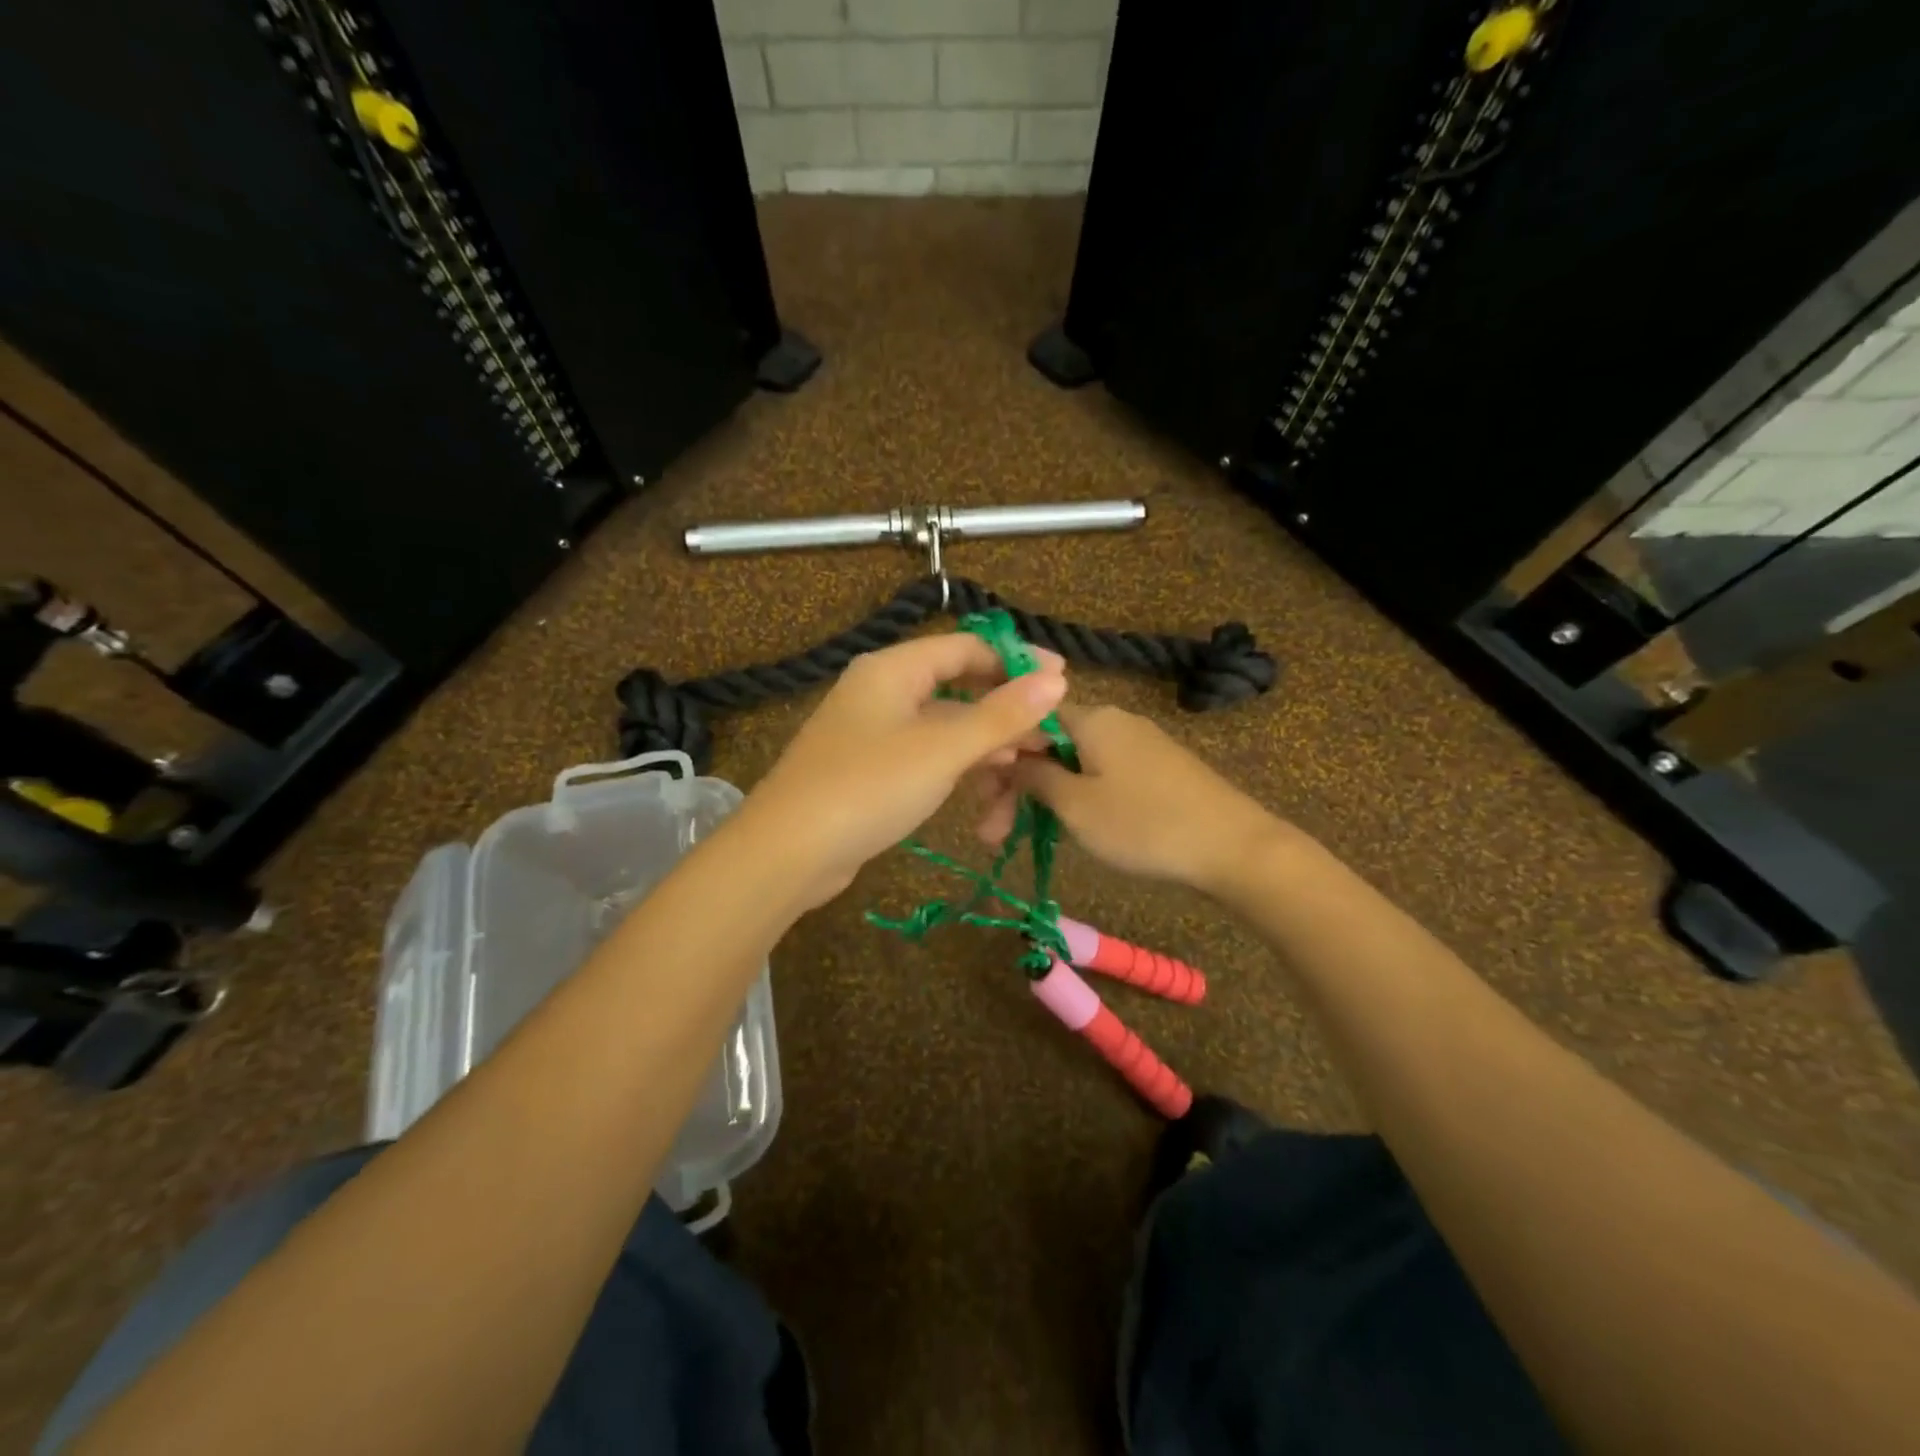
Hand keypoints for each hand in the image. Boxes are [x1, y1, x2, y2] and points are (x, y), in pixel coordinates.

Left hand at [741, 632, 1067, 906]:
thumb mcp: (942, 749)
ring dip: (985, 750)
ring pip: (945, 729)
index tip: (1062, 683)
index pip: (967, 647)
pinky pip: (926, 758)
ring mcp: (874, 733)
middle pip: (958, 688)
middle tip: (1047, 740)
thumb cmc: (868, 787)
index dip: (1016, 662)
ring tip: (1021, 778)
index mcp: (893, 669)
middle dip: (1005, 715)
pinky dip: (956, 771)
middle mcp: (882, 692)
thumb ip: (1001, 714)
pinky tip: (983, 798)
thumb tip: (1056, 679)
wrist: (788, 853)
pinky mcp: (871, 771)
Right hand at [976, 703, 1281, 894]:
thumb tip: (1007, 754)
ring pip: (1073, 764)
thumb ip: (1035, 777)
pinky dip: (1076, 799)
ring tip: (1022, 839)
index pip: (1028, 719)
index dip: (999, 754)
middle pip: (1048, 744)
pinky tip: (1067, 827)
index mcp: (1092, 718)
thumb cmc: (1144, 824)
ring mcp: (1139, 745)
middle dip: (1016, 786)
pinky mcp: (1158, 770)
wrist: (1234, 848)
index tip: (980, 796)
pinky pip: (1101, 775)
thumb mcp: (1076, 806)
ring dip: (1043, 798)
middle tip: (991, 835)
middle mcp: (1114, 721)